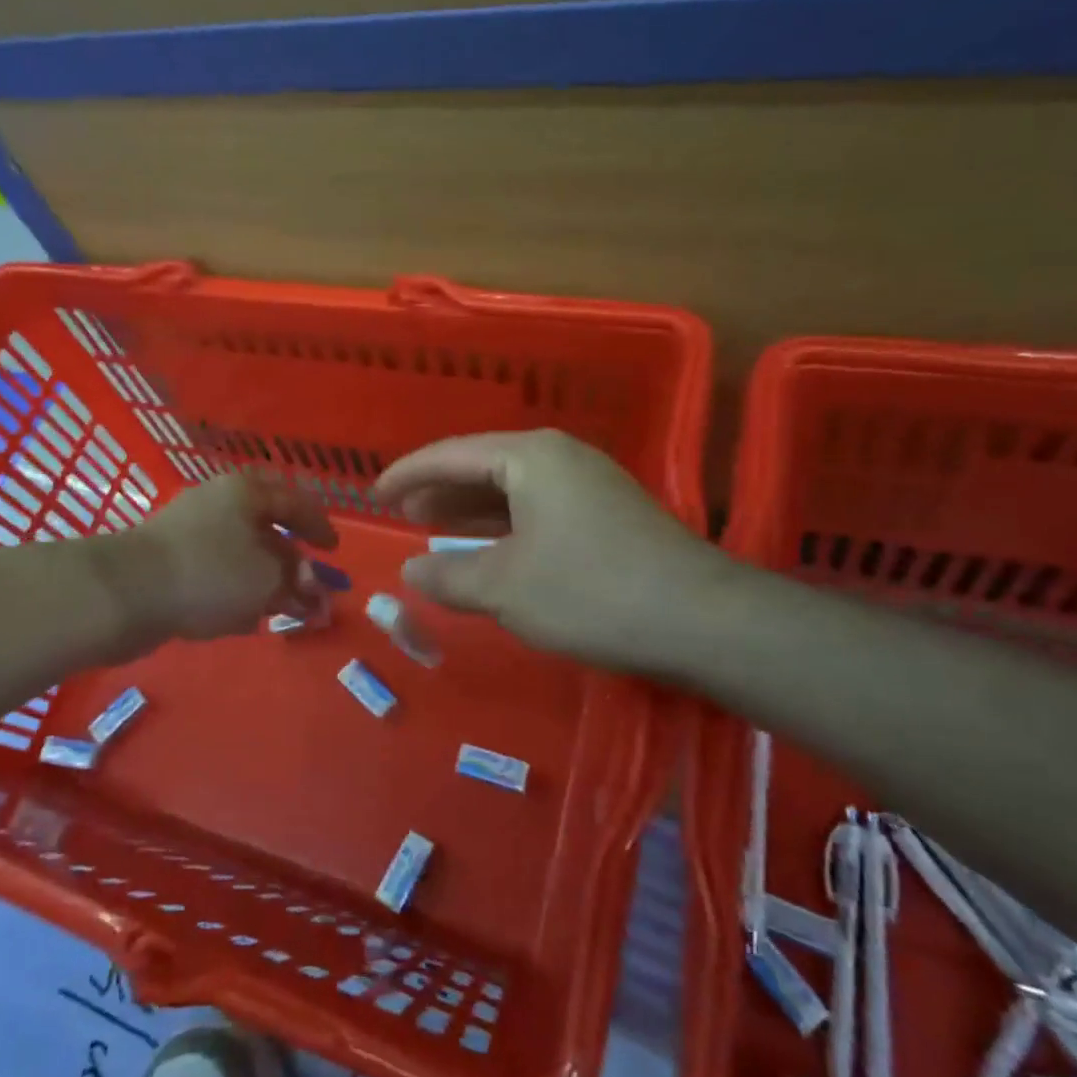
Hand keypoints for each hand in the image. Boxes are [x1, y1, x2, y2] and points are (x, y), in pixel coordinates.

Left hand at [125, 473, 337, 642]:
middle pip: (266, 528)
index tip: (333, 550)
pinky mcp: (167, 560)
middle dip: (291, 562)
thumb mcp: (268, 580)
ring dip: (263, 580)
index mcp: (246, 492)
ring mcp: (188, 530)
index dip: (318, 526)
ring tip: (278, 610)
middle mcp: (218, 502)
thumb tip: (316, 593)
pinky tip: (240, 617)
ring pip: (239, 553)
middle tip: (307, 588)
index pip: (294, 501)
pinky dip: (233, 590)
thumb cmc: (210, 574)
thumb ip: (298, 585)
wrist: (124, 592)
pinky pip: (213, 571)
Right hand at [375, 430, 732, 672]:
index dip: (408, 475)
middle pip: (482, 466)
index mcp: (530, 456)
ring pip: (512, 490)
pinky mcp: (607, 515)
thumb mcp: (505, 588)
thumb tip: (410, 571)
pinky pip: (537, 509)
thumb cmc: (590, 592)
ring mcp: (589, 484)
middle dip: (439, 491)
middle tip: (402, 514)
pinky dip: (504, 526)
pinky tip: (489, 548)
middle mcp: (560, 457)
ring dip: (470, 510)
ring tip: (433, 528)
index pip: (451, 455)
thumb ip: (448, 577)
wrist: (701, 621)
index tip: (374, 495)